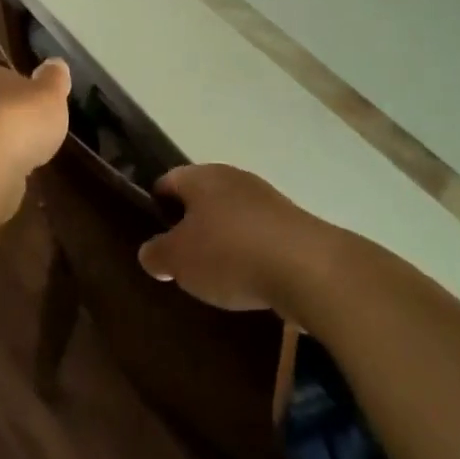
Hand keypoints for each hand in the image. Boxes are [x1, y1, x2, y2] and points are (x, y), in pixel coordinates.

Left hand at [0, 60, 70, 221]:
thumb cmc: (20, 117)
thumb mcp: (50, 92)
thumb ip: (54, 78)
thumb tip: (55, 64)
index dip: (19, 89)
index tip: (37, 103)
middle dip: (9, 119)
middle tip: (35, 131)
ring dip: (3, 146)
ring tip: (28, 157)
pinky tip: (14, 176)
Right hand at [138, 164, 329, 311]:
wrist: (309, 269)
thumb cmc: (230, 254)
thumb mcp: (177, 259)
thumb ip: (156, 254)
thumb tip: (151, 252)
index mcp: (202, 177)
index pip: (168, 181)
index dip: (155, 204)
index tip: (150, 233)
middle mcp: (235, 179)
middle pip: (202, 199)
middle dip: (190, 226)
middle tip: (178, 259)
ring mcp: (269, 201)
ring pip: (233, 218)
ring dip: (222, 242)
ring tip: (212, 276)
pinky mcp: (294, 227)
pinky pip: (259, 238)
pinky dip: (250, 255)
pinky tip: (247, 281)